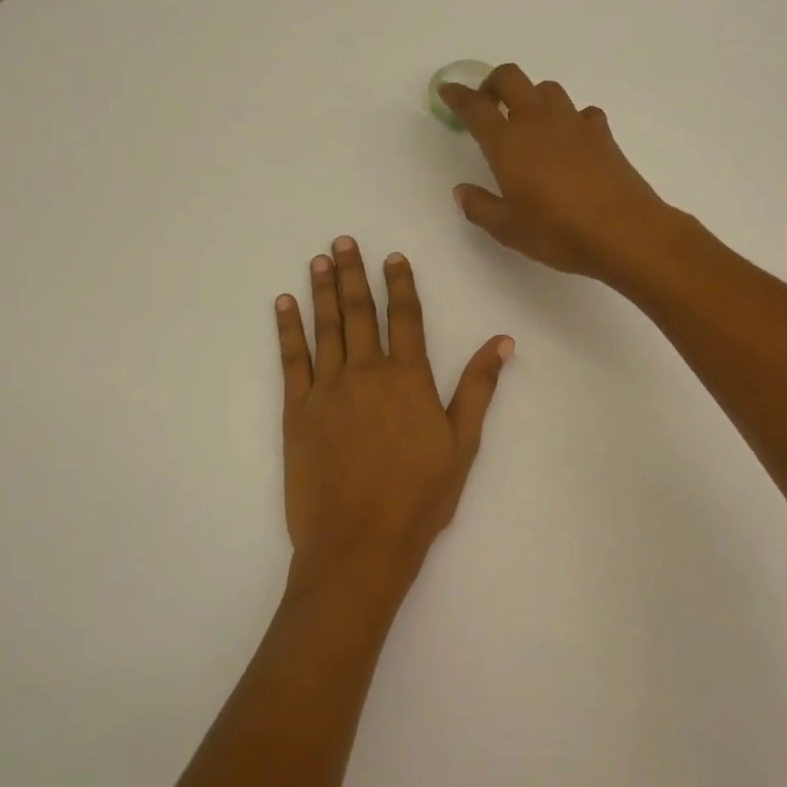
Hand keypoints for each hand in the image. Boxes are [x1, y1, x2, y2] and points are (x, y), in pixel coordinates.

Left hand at [275, 237, 511, 600]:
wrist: (359, 543)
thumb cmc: (420, 497)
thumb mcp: (462, 443)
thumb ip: (478, 387)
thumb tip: (502, 341)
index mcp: (408, 378)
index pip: (404, 317)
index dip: (399, 284)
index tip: (392, 257)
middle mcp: (366, 372)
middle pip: (359, 312)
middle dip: (352, 274)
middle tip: (343, 242)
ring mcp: (328, 389)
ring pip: (325, 327)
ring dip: (321, 290)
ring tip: (319, 260)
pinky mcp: (297, 410)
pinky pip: (291, 359)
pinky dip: (287, 329)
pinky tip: (284, 305)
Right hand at [441, 64, 675, 282]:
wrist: (623, 231)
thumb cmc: (558, 231)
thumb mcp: (508, 229)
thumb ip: (480, 207)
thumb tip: (462, 191)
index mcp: (508, 142)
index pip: (475, 107)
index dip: (458, 95)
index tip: (448, 91)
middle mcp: (538, 121)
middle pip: (511, 78)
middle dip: (493, 83)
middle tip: (487, 102)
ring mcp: (573, 123)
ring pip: (547, 89)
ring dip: (532, 96)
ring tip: (528, 122)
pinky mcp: (601, 133)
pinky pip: (580, 112)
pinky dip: (569, 119)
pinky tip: (570, 140)